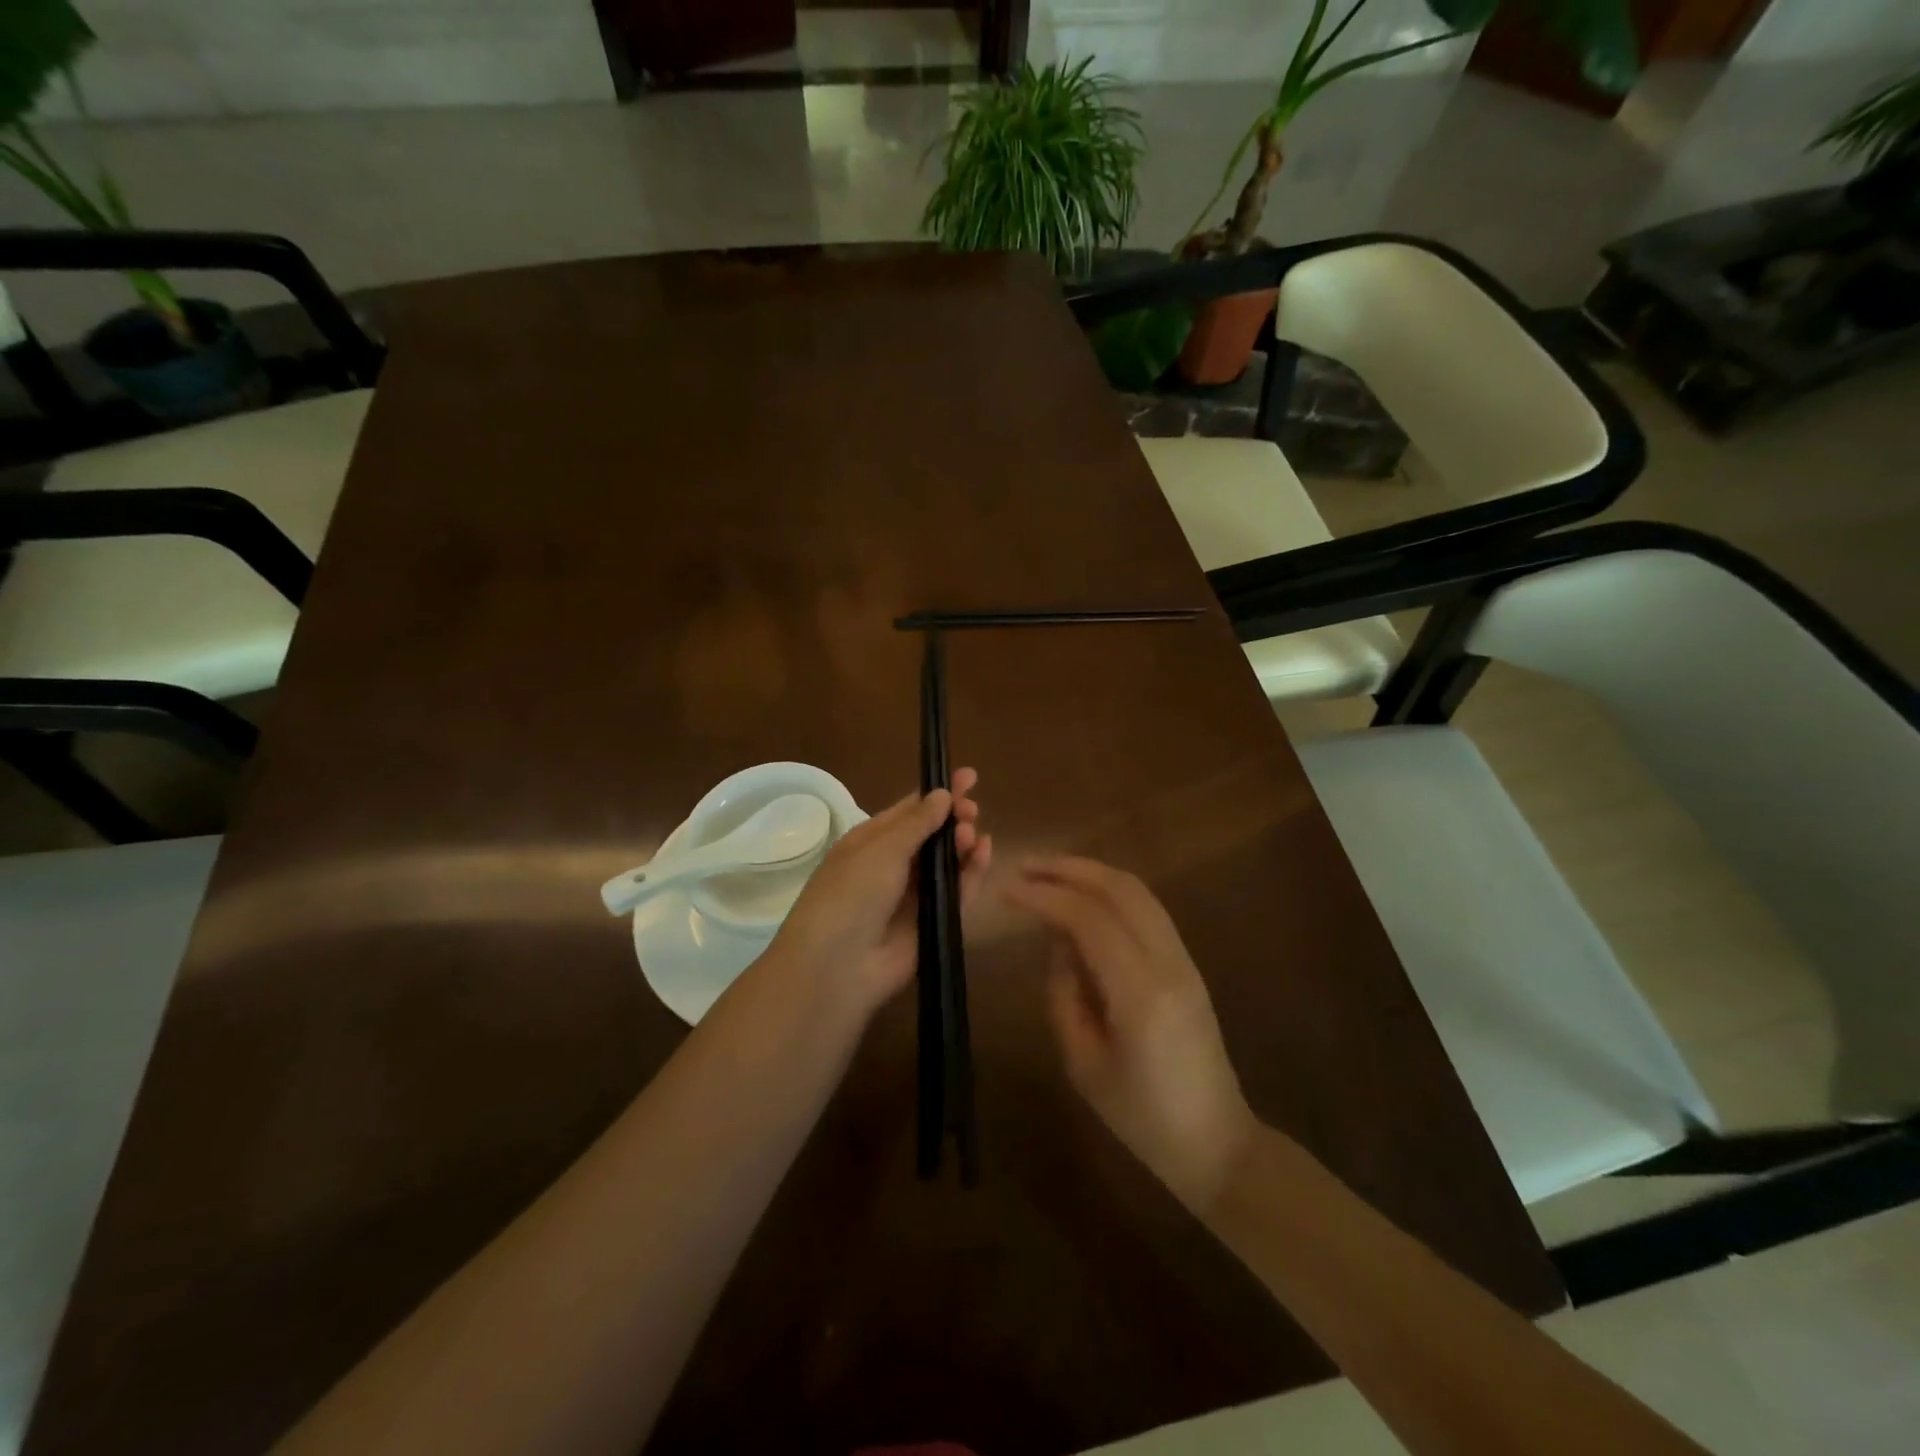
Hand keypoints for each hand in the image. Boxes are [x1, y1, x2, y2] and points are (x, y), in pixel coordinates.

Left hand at [763, 769, 990, 1022]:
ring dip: (962, 844)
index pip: (909, 810)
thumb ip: (918, 822)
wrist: (838, 966)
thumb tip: (943, 793)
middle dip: (953, 818)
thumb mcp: (881, 849)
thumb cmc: (851, 894)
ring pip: (947, 863)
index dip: (938, 793)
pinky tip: (984, 853)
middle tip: (972, 810)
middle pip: (932, 835)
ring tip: (972, 835)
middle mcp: (892, 866)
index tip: (970, 777)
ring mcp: (913, 896)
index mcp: (870, 842)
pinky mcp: (933, 923)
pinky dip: (972, 873)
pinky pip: (958, 893)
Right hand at [1008, 857, 1257, 1213]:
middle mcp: (1167, 962)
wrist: (1215, 1141)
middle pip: (1118, 888)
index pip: (1087, 919)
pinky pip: (1147, 908)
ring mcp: (1184, 958)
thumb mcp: (1082, 1063)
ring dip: (1091, 873)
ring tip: (1048, 873)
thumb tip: (1057, 941)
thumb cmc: (1141, 1117)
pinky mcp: (1187, 962)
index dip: (1043, 896)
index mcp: (1140, 992)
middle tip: (1024, 866)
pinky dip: (1111, 891)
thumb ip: (1063, 993)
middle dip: (1068, 868)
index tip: (1006, 888)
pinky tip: (1083, 898)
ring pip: (1137, 891)